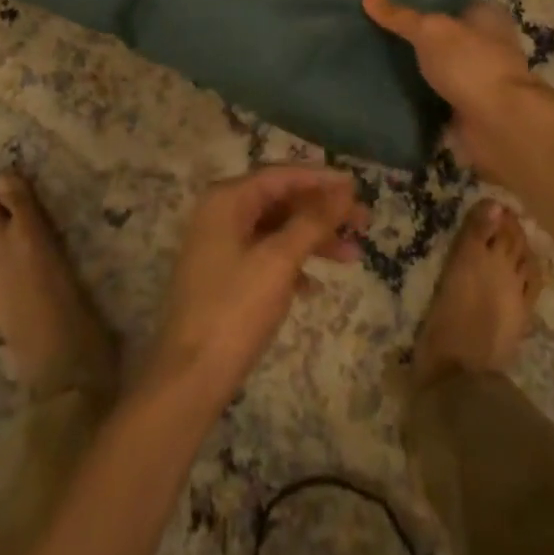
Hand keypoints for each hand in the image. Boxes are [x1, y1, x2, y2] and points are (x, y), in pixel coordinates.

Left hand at [147, 166, 367, 405]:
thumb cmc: (235, 310)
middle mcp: (221, 212)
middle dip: (322, 211)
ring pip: (276, 230)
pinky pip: (265, 256)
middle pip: (280, 200)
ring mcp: (220, 245)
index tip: (357, 186)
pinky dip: (292, 264)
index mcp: (227, 199)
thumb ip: (312, 221)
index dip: (321, 178)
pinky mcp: (224, 276)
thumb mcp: (279, 261)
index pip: (281, 175)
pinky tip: (314, 286)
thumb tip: (343, 190)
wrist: (189, 379)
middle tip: (364, 222)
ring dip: (313, 240)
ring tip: (354, 256)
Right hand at [363, 0, 549, 184]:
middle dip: (416, 32)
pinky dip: (416, 95)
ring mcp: (477, 79)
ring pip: (438, 65)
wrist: (500, 127)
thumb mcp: (429, 31)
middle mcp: (486, 44)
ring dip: (415, 65)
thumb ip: (399, 16)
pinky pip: (434, 96)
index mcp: (486, 16)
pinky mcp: (467, 109)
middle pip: (443, 33)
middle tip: (374, 21)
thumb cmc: (470, 64)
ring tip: (372, 51)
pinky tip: (386, 86)